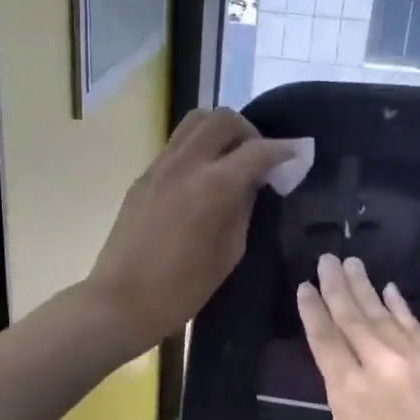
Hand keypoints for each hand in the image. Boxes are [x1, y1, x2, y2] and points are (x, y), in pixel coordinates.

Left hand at [86, 109, 298, 354]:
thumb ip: (245, 208)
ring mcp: (160, 166)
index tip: (298, 154)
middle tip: (259, 157)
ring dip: (220, 131)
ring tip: (231, 158)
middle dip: (249, 131)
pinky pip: (177, 144)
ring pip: (195, 122)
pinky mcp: (143, 176)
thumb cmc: (182, 288)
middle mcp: (186, 164)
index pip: (257, 150)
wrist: (121, 300)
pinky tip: (204, 175)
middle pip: (223, 119)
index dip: (284, 150)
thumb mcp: (229, 252)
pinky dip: (198, 146)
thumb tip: (253, 182)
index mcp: (214, 186)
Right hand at [297, 254, 419, 419]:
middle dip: (336, 286)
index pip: (324, 339)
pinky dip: (401, 308)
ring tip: (351, 264)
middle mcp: (380, 367)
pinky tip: (390, 291)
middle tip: (326, 258)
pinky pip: (417, 328)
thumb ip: (341, 416)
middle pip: (352, 317)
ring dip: (366, 288)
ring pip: (384, 316)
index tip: (304, 286)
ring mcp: (417, 363)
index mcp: (348, 393)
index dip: (312, 310)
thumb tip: (350, 393)